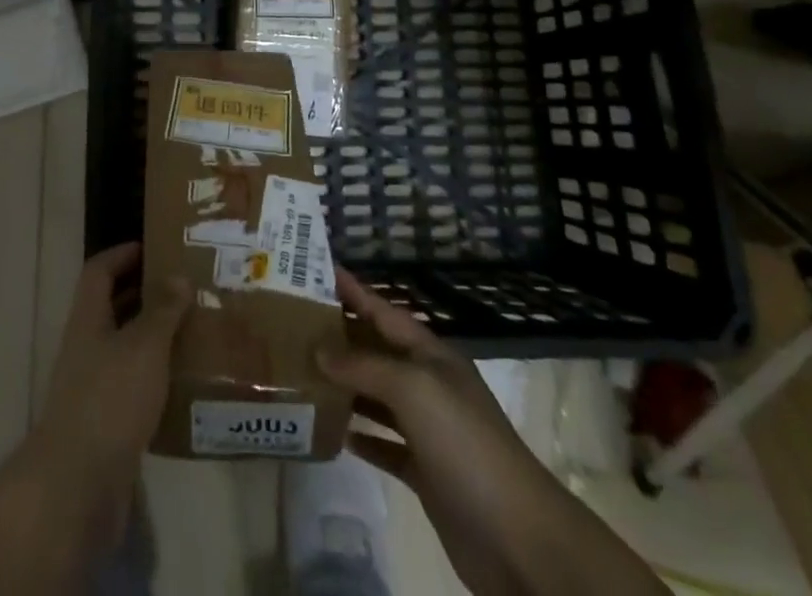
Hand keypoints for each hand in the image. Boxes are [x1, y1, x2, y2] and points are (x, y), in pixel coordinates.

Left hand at [20, 244, 190, 539]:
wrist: (78, 486)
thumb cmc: (110, 399)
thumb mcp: (144, 346)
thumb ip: (162, 310)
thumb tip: (177, 276)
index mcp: (88, 320)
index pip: (99, 272)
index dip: (122, 255)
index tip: (152, 247)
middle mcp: (86, 348)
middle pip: (112, 309)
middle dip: (145, 295)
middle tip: (184, 288)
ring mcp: (92, 388)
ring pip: (125, 350)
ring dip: (154, 339)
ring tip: (193, 331)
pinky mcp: (105, 425)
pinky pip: (133, 388)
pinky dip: (156, 380)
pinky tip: (184, 384)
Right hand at [319, 269, 666, 595]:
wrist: (519, 539)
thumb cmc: (465, 445)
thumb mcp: (413, 390)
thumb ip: (364, 366)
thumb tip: (319, 349)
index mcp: (431, 355)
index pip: (384, 311)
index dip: (353, 291)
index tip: (315, 271)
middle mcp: (428, 385)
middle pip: (377, 351)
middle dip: (340, 337)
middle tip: (292, 324)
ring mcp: (428, 431)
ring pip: (376, 397)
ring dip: (344, 386)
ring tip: (301, 373)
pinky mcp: (425, 473)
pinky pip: (383, 444)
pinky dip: (359, 436)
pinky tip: (331, 432)